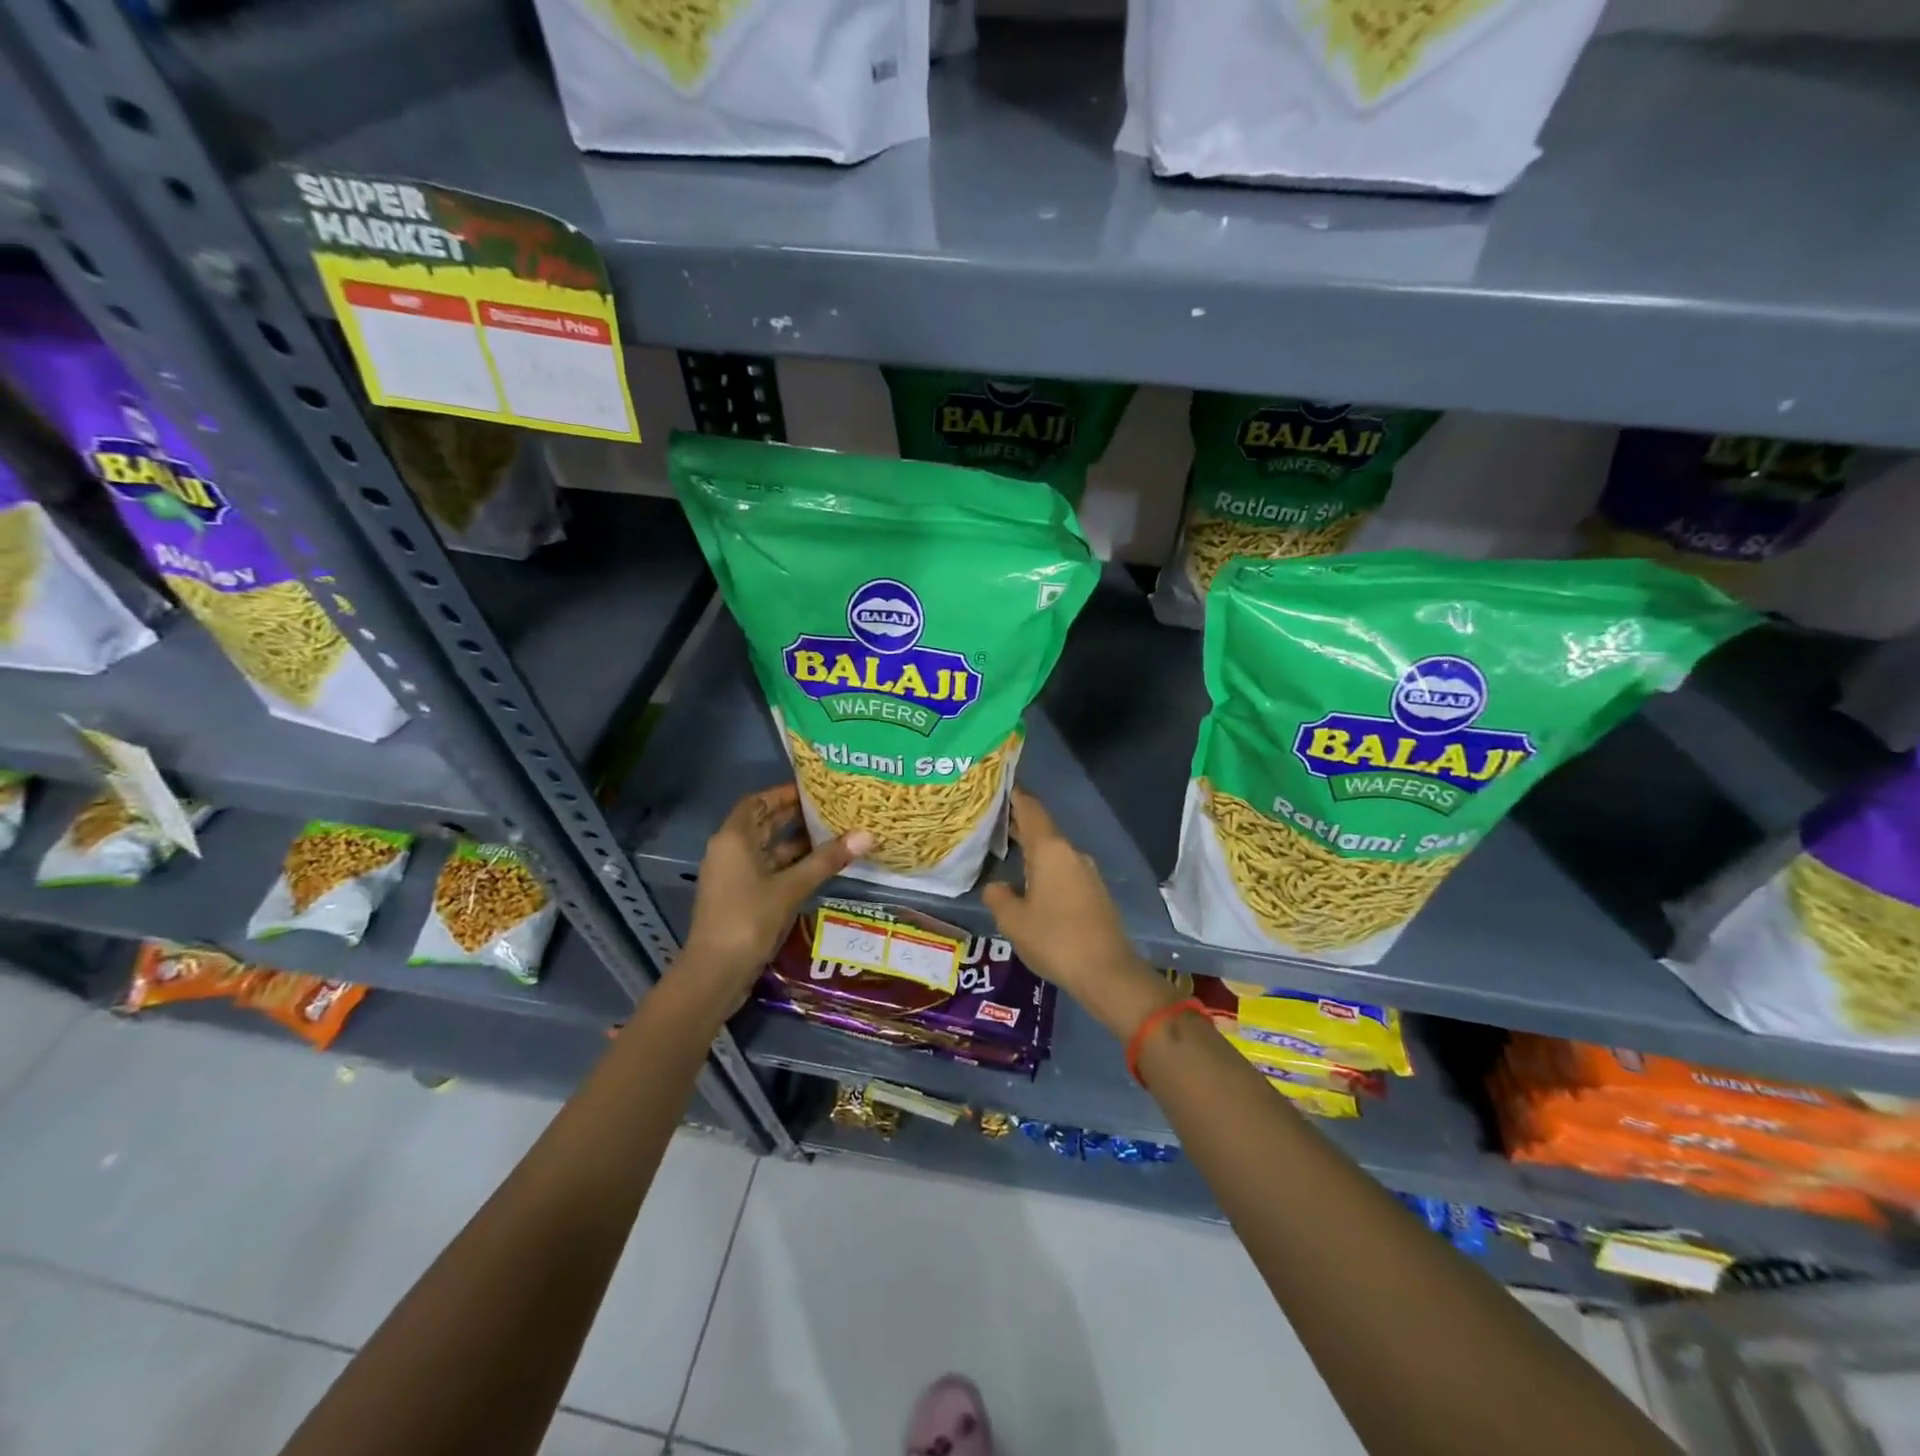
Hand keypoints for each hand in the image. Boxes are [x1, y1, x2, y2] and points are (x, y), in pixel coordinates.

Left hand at [680, 785, 870, 1000]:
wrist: (714, 973)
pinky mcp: (740, 898)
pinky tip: (817, 867)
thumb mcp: (791, 887)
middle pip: (761, 824)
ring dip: (794, 842)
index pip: (757, 802)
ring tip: (832, 834)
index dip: (783, 793)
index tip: (813, 789)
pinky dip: (789, 865)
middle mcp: (729, 851)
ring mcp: (733, 876)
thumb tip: (866, 834)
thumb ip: (826, 860)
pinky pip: (767, 870)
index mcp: (733, 839)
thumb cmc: (748, 920)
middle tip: (830, 808)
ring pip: (766, 849)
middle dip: (793, 816)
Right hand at [982, 790, 1175, 1039]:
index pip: (1031, 811)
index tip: (1000, 786)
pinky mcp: (1095, 892)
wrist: (1107, 972)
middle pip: (1042, 830)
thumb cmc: (1055, 939)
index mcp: (1050, 851)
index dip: (1015, 796)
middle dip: (1019, 825)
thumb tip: (997, 886)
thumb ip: (998, 897)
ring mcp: (1088, 872)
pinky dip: (1046, 869)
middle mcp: (1072, 853)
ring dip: (1032, 850)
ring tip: (1007, 853)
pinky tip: (1032, 883)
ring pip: (1054, 852)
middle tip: (992, 822)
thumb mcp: (1013, 921)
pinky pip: (1064, 870)